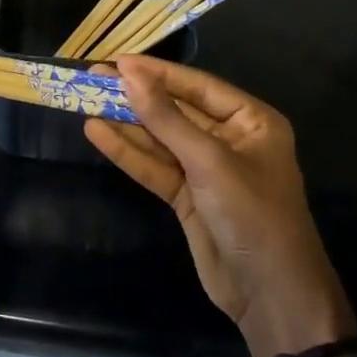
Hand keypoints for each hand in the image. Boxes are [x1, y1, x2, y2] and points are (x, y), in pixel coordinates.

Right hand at [86, 56, 356, 356]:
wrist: (271, 295)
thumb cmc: (252, 214)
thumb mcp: (209, 161)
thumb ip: (166, 118)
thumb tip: (129, 75)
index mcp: (250, 120)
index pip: (197, 86)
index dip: (156, 73)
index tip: (117, 61)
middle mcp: (229, 139)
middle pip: (175, 110)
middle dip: (137, 96)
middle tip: (92, 77)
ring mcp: (206, 170)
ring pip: (160, 138)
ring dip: (126, 122)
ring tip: (85, 99)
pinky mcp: (187, 197)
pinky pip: (155, 167)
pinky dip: (128, 152)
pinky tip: (97, 133)